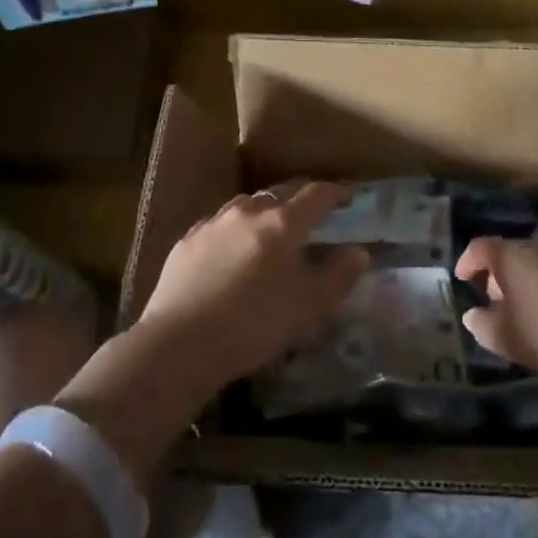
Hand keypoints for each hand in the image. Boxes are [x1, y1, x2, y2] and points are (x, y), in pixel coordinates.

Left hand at [140, 182, 368, 395]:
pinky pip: (219, 223)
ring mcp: (213, 224)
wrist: (179, 345)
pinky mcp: (187, 241)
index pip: (316, 194)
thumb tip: (358, 252)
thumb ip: (339, 276)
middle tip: (314, 214)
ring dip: (266, 210)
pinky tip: (233, 249)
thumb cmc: (254, 326)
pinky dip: (235, 228)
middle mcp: (248, 212)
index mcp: (282, 224)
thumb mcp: (309, 307)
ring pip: (247, 204)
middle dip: (301, 199)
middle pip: (281, 192)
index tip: (348, 198)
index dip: (336, 193)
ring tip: (272, 230)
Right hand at [457, 234, 537, 385]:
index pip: (480, 247)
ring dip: (528, 279)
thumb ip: (480, 323)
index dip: (467, 261)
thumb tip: (474, 314)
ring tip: (527, 308)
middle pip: (511, 252)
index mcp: (512, 255)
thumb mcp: (502, 338)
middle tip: (494, 300)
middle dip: (498, 273)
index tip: (462, 279)